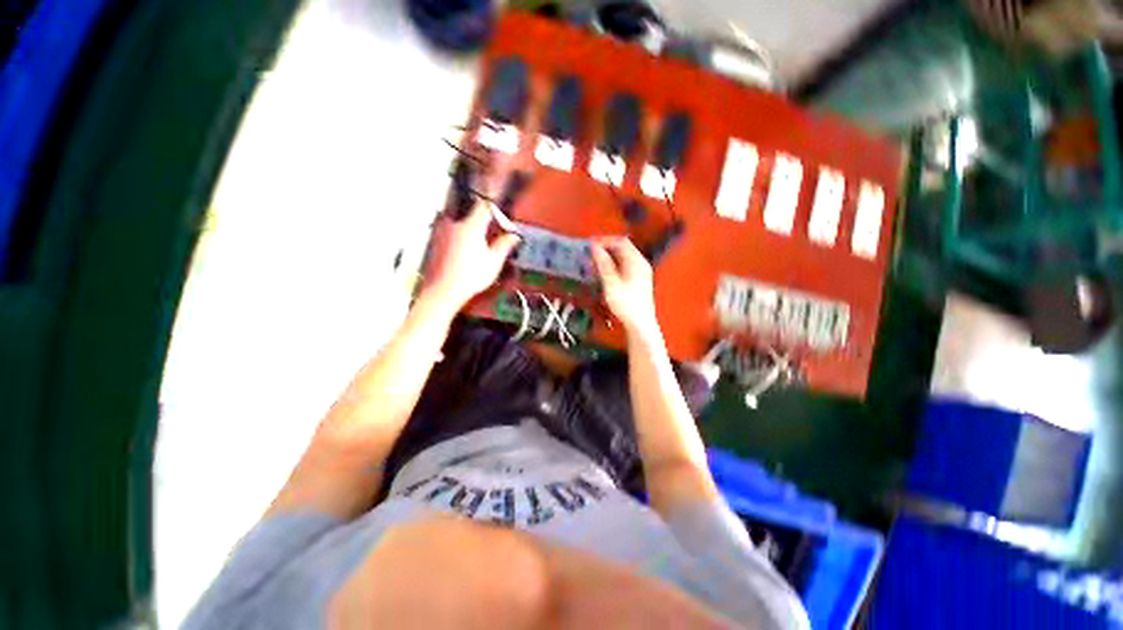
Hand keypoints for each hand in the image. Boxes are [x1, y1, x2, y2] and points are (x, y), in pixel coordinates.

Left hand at [423, 201, 520, 312]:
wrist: (444, 290)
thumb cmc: (469, 277)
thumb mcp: (494, 262)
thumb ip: (504, 245)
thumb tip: (514, 236)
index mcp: (471, 226)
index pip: (485, 206)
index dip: (495, 208)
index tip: (501, 216)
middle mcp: (455, 224)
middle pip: (472, 210)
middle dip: (484, 217)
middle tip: (493, 228)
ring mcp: (443, 231)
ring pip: (461, 219)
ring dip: (473, 225)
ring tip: (482, 240)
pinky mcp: (437, 240)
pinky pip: (452, 229)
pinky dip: (462, 233)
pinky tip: (468, 249)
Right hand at [590, 237, 659, 337]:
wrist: (640, 323)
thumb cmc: (625, 302)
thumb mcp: (611, 282)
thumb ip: (603, 263)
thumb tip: (594, 247)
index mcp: (636, 260)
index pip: (620, 241)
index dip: (604, 240)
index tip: (590, 244)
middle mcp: (640, 262)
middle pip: (623, 248)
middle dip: (606, 247)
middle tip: (590, 253)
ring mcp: (641, 271)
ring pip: (623, 257)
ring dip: (608, 257)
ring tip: (594, 262)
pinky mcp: (638, 280)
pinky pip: (625, 265)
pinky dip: (613, 265)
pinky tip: (604, 272)